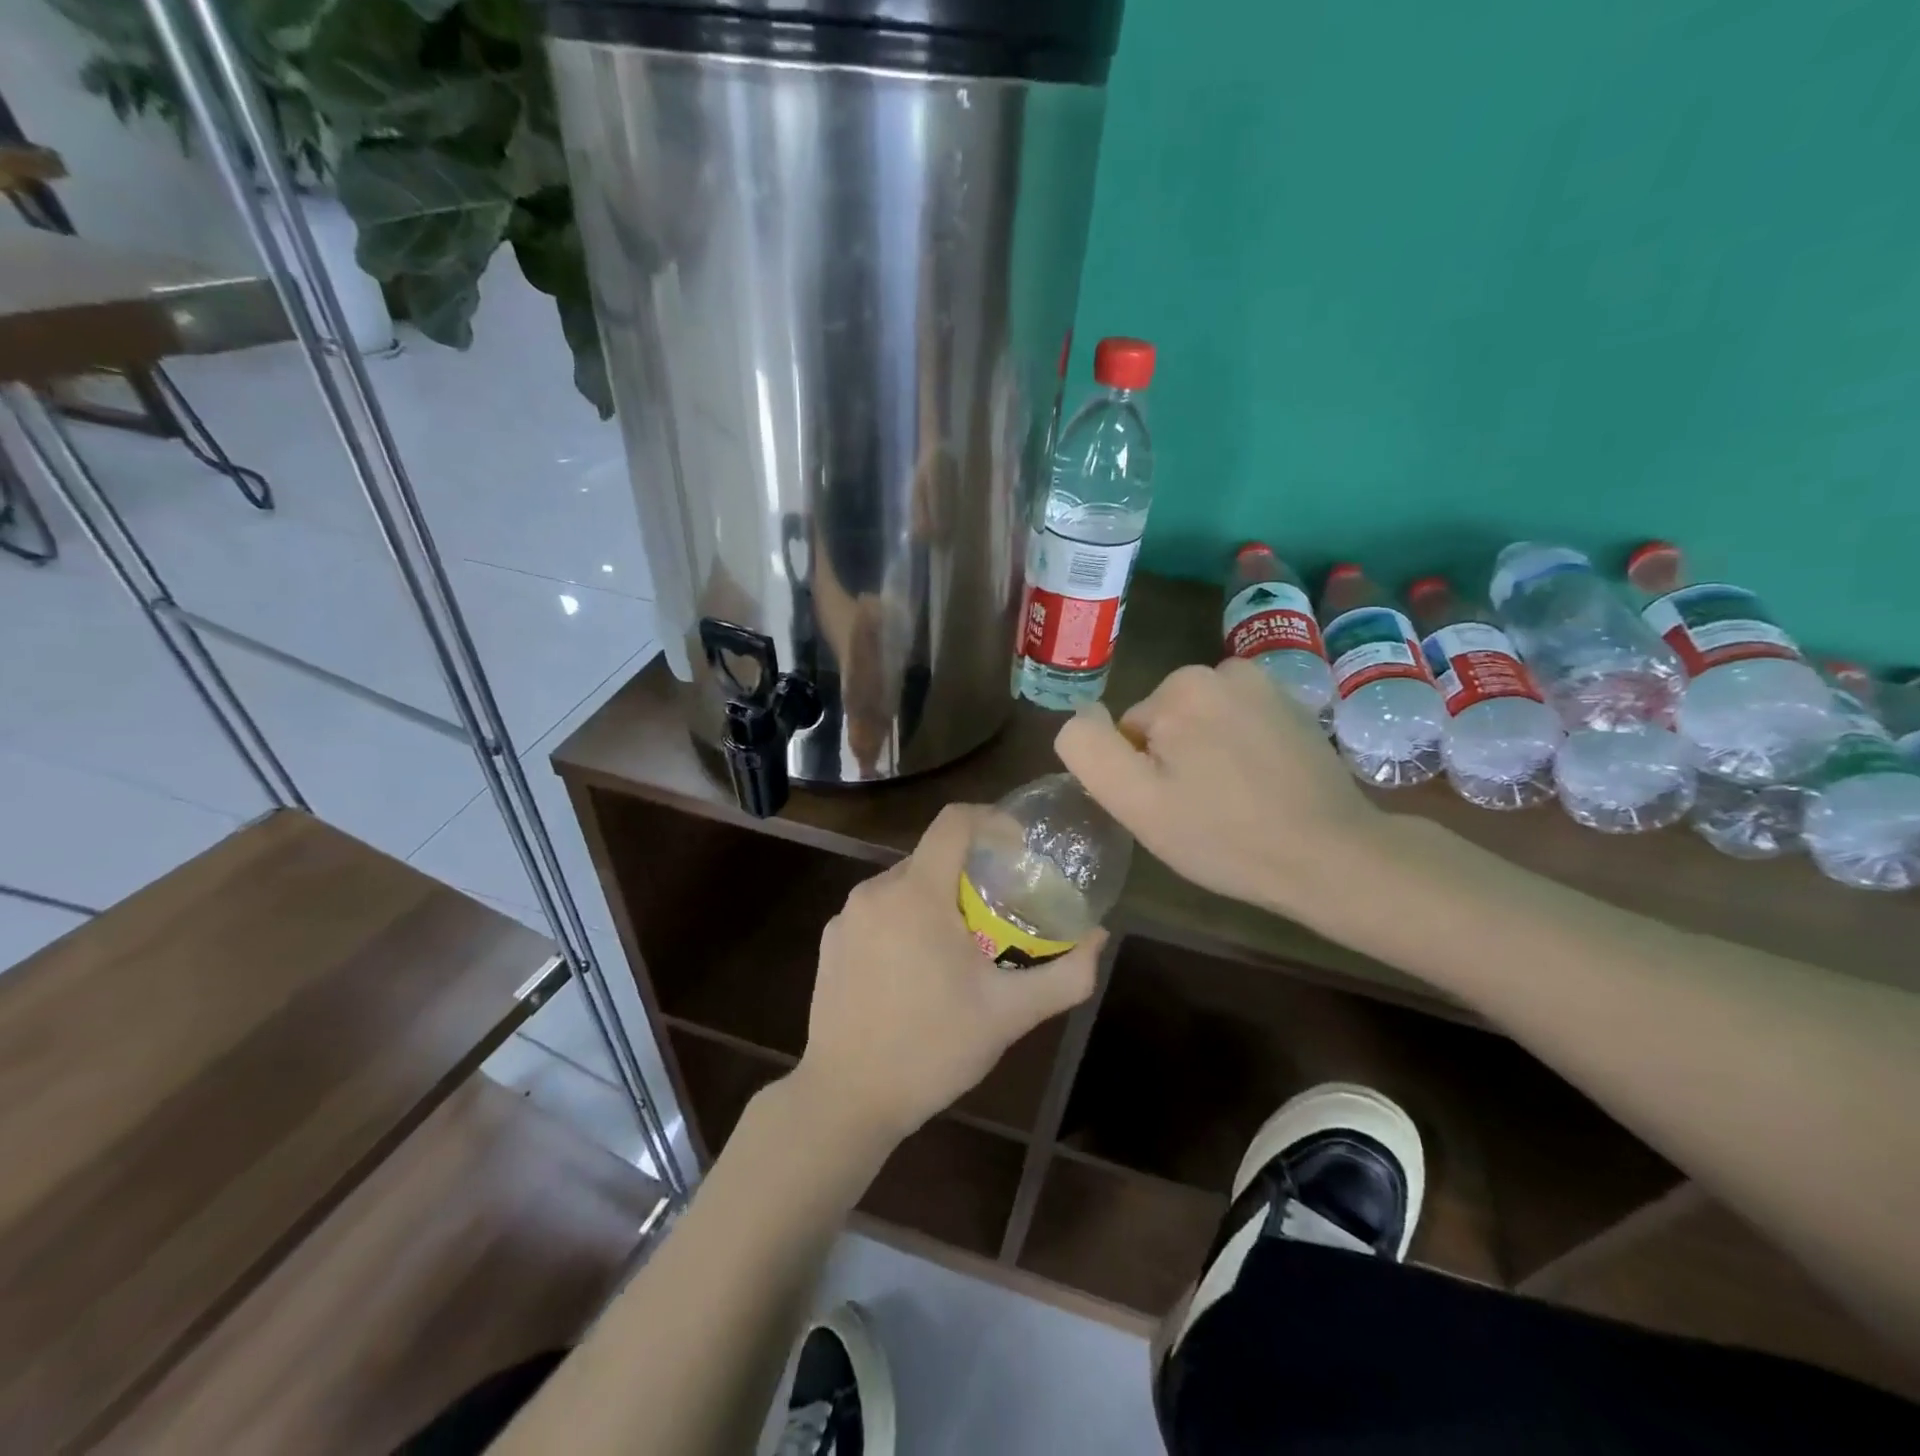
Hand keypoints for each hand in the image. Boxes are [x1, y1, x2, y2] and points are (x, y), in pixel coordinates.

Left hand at [795, 804, 1104, 1144]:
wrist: (845, 1098)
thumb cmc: (932, 1049)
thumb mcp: (1010, 1014)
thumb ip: (1066, 974)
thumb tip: (1099, 937)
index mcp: (917, 894)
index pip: (954, 821)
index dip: (992, 820)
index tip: (1018, 847)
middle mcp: (876, 891)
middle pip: (932, 854)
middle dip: (969, 870)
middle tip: (999, 908)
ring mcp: (847, 916)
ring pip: (904, 884)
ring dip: (937, 898)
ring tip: (961, 943)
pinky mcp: (831, 940)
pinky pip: (878, 911)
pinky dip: (904, 920)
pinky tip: (916, 969)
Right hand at [1055, 658, 1390, 917]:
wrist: (1332, 856)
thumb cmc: (1223, 835)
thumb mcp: (1135, 802)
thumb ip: (1089, 750)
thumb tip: (1082, 716)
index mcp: (1179, 687)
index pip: (1129, 733)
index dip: (1141, 775)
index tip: (1173, 807)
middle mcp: (1223, 669)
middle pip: (1165, 722)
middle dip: (1174, 761)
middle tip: (1201, 809)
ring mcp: (1266, 685)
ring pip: (1201, 723)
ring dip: (1206, 756)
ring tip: (1234, 802)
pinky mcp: (1295, 706)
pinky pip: (1238, 724)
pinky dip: (1240, 751)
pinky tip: (1263, 789)